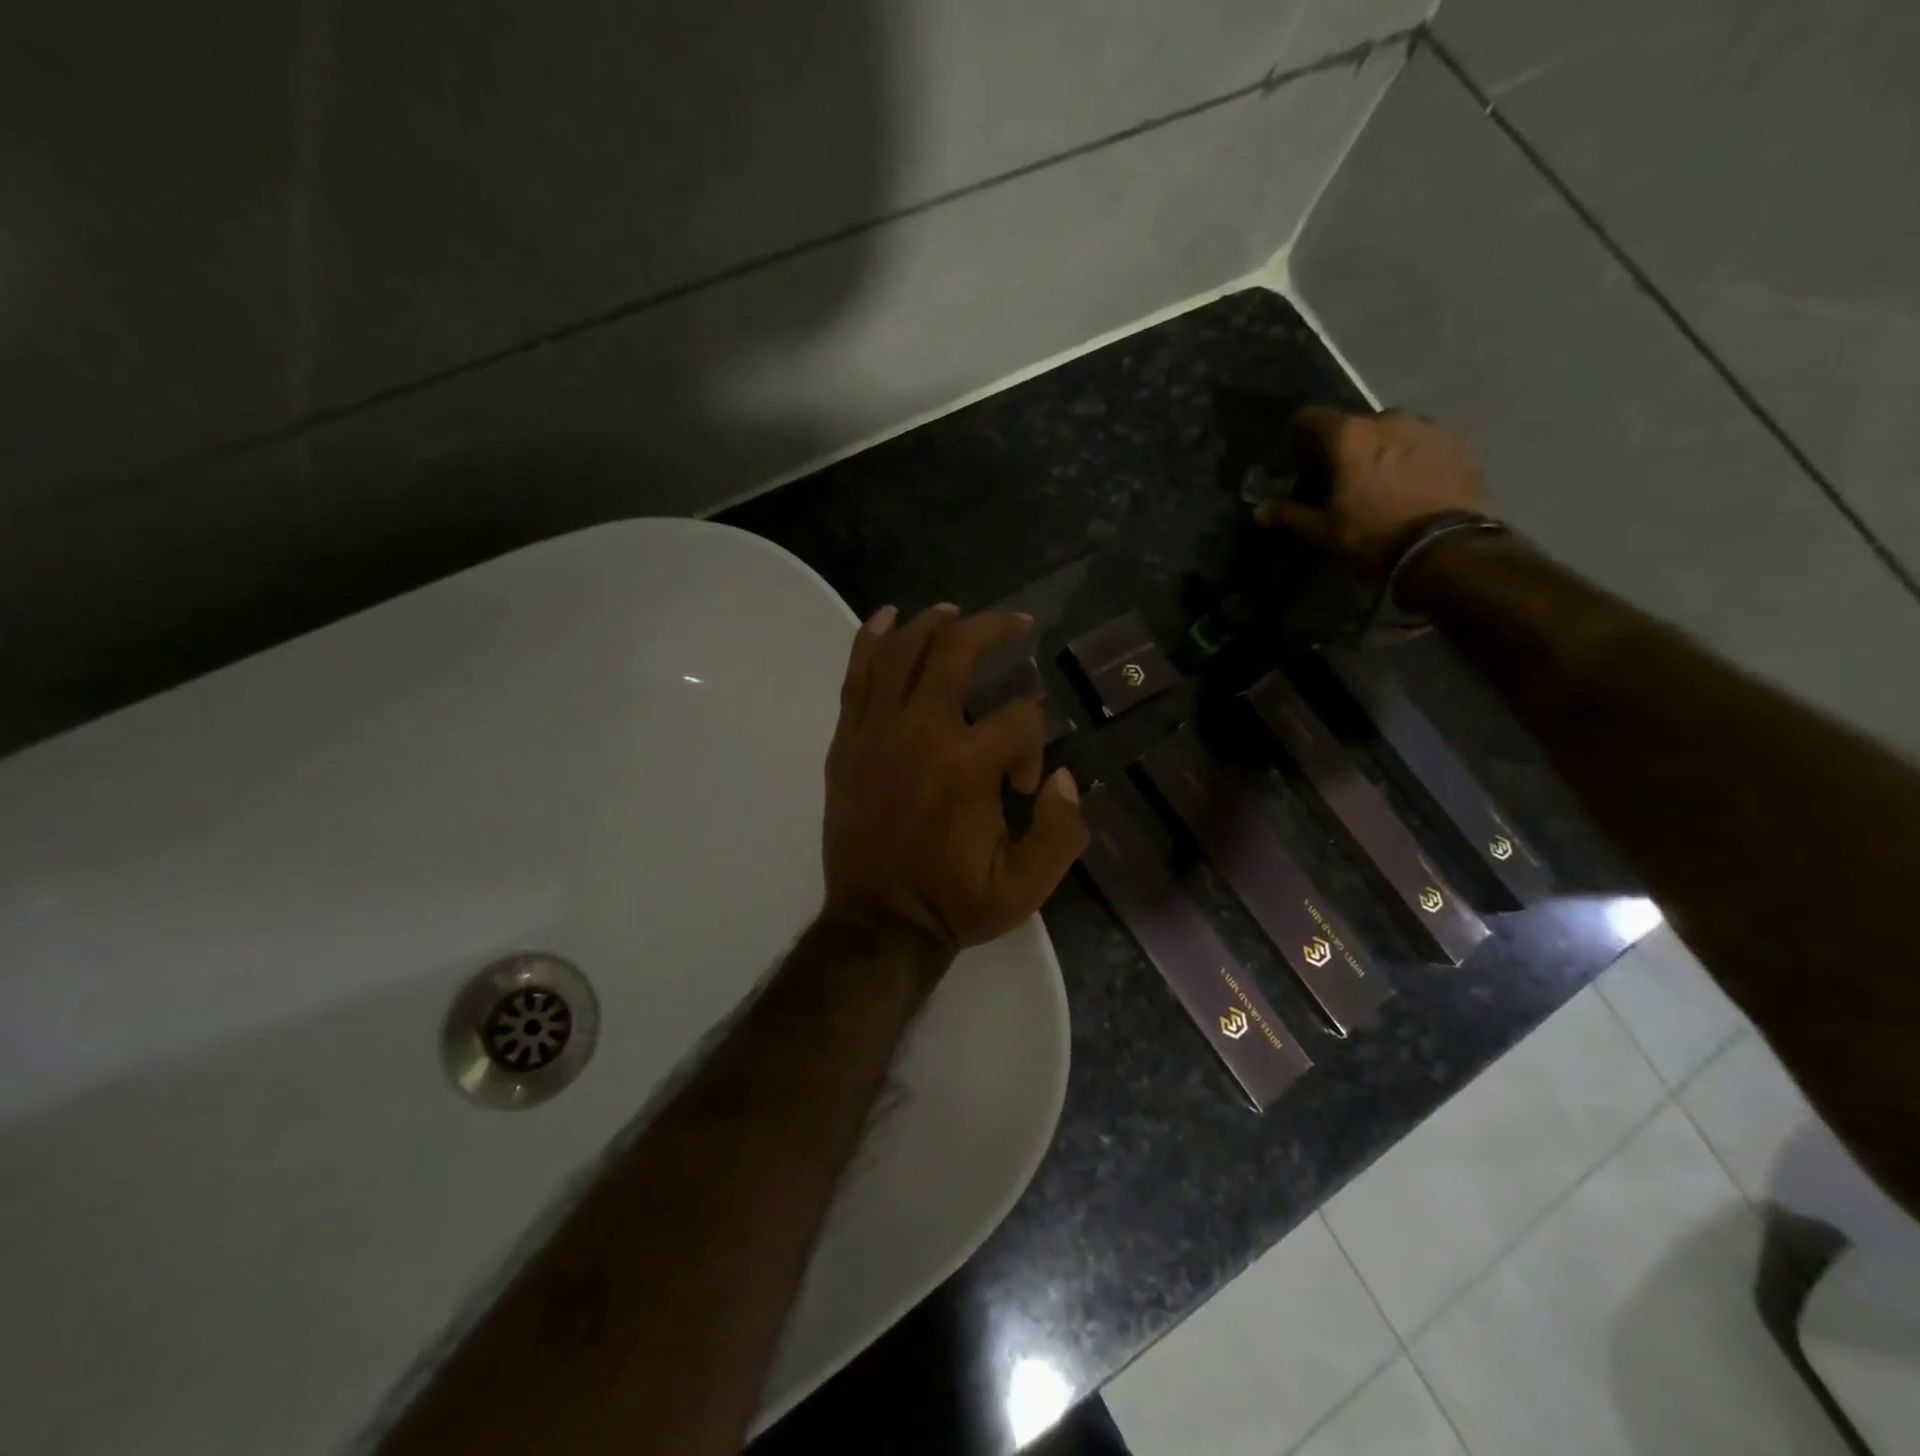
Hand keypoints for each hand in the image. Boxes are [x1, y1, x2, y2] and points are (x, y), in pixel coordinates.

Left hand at [822, 603, 1088, 956]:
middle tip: (1017, 624)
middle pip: (955, 652)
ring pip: (901, 652)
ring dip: (932, 623)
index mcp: (967, 768)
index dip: (1036, 742)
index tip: (1026, 784)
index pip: (1019, 719)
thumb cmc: (953, 903)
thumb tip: (1064, 778)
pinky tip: (889, 618)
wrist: (879, 923)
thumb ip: (1062, 831)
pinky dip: (872, 640)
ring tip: (955, 612)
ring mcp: (876, 732)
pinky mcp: (848, 741)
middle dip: (993, 630)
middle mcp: (920, 734)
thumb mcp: (1026, 886)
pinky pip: (857, 676)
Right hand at [1254, 407, 1489, 576]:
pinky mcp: (1459, 443)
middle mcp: (1389, 418)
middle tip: (1332, 479)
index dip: (1292, 440)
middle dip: (1338, 448)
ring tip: (1374, 483)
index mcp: (1350, 435)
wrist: (1447, 548)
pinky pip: (1422, 443)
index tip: (1287, 467)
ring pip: (1390, 432)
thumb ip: (1289, 514)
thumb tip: (1260, 509)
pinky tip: (1407, 486)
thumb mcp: (1323, 531)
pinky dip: (1408, 458)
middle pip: (1352, 425)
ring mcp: (1428, 427)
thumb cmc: (1374, 535)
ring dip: (1376, 450)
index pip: (1309, 418)